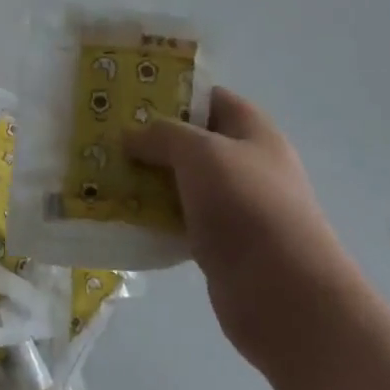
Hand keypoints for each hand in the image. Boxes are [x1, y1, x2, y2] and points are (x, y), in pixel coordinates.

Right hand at [126, 87, 342, 376]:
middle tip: (107, 137)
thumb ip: (163, 135)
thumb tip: (133, 135)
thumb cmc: (245, 205)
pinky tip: (121, 215)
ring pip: (183, 183)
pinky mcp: (221, 246)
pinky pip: (181, 221)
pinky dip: (155, 218)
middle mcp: (246, 163)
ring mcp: (235, 207)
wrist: (285, 296)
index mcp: (252, 130)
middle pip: (192, 141)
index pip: (208, 97)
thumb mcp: (200, 152)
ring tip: (103, 172)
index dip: (171, 92)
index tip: (129, 96)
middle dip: (151, 139)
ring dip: (148, 180)